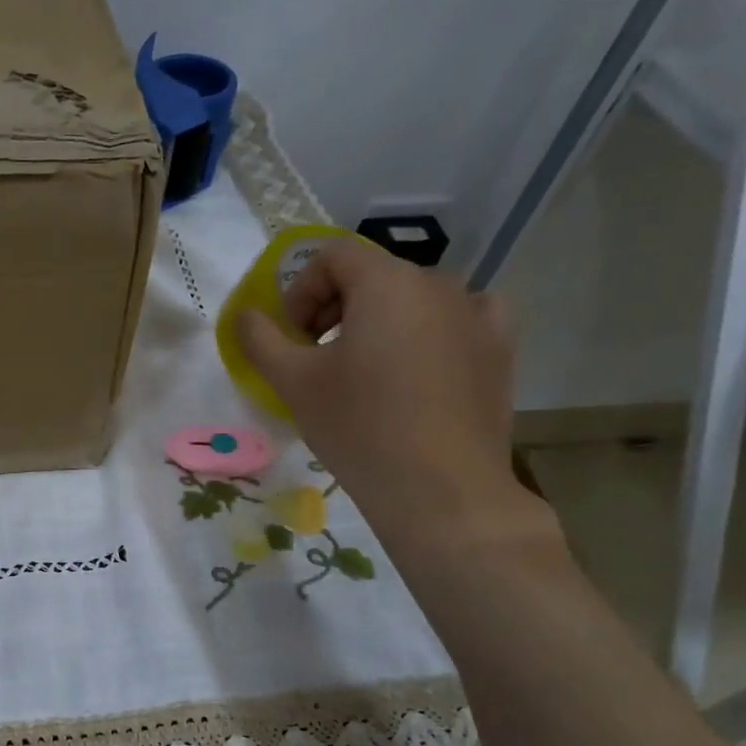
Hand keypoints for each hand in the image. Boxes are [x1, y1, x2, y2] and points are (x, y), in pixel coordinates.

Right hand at [236, 238, 542, 552]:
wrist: (440, 489)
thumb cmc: (358, 427)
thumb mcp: (293, 382)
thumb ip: (260, 339)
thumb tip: (245, 315)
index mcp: (386, 282)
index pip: (331, 256)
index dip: (299, 290)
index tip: (290, 339)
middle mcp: (438, 284)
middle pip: (372, 275)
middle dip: (333, 309)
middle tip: (315, 358)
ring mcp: (477, 315)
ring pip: (413, 299)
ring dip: (378, 321)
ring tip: (364, 370)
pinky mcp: (499, 350)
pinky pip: (462, 319)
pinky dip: (433, 330)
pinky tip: (421, 361)